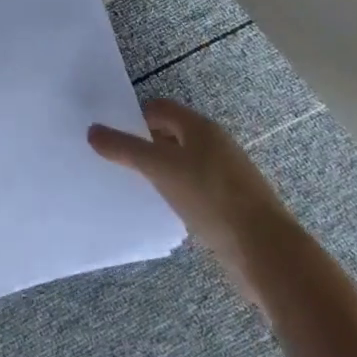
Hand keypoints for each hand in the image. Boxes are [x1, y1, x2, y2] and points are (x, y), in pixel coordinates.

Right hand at [88, 99, 296, 299]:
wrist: (264, 248)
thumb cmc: (210, 196)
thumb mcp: (160, 168)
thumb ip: (125, 149)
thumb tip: (92, 131)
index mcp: (200, 127)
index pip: (159, 108)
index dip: (132, 117)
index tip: (109, 136)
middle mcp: (214, 144)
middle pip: (170, 133)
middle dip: (142, 143)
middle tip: (113, 159)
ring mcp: (224, 174)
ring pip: (181, 162)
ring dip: (158, 169)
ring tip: (131, 184)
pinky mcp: (228, 202)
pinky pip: (192, 187)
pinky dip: (174, 190)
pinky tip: (160, 207)